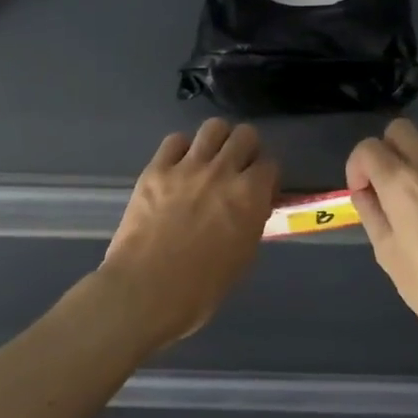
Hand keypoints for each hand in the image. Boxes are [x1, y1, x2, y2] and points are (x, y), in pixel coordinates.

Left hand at [97, 119, 278, 352]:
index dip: (267, 177)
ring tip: (210, 159)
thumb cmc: (202, 288)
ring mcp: (187, 167)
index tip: (260, 190)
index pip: (270, 165)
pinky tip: (179, 166)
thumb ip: (250, 224)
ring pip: (213, 127)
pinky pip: (174, 141)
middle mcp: (223, 172)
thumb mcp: (243, 258)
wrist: (147, 290)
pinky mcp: (156, 170)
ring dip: (217, 140)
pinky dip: (182, 149)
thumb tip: (250, 210)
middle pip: (245, 135)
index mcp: (250, 196)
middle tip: (238, 169)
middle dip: (246, 149)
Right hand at [347, 119, 417, 353]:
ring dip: (416, 169)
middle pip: (401, 131)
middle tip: (387, 190)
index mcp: (403, 184)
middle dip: (386, 153)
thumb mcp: (388, 254)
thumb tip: (366, 193)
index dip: (357, 168)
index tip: (364, 195)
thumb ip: (372, 214)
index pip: (368, 147)